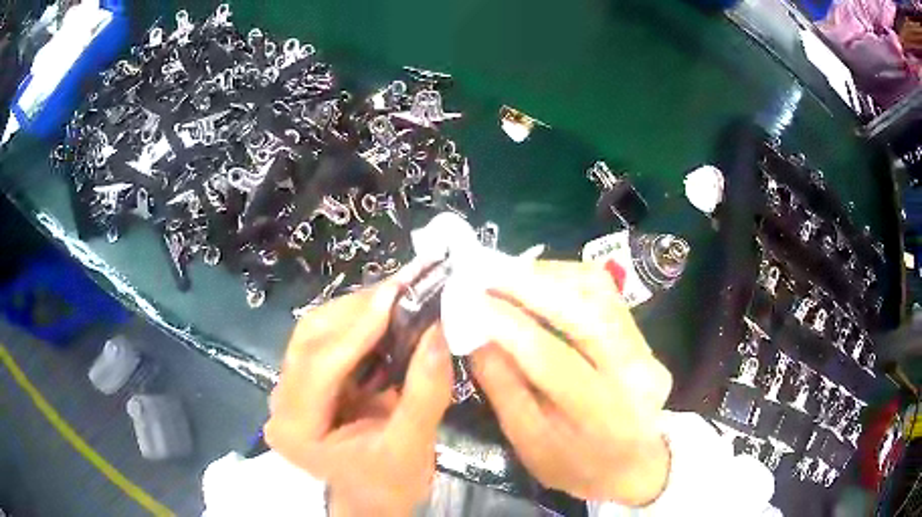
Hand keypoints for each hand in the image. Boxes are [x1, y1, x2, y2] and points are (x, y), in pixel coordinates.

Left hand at [264, 278, 453, 516]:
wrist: (374, 496)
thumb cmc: (389, 483)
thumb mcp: (412, 448)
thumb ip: (425, 393)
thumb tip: (439, 332)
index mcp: (296, 430)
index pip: (320, 368)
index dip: (358, 328)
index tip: (397, 293)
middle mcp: (281, 403)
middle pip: (310, 340)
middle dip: (357, 310)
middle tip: (403, 287)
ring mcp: (288, 389)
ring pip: (314, 331)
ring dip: (356, 309)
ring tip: (398, 295)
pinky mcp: (304, 380)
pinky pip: (325, 338)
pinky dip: (356, 321)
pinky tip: (384, 312)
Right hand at [469, 261, 672, 505]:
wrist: (633, 464)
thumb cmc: (574, 465)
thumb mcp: (529, 441)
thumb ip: (502, 386)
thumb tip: (474, 332)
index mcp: (601, 414)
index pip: (551, 357)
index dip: (507, 324)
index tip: (468, 300)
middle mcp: (634, 372)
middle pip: (584, 308)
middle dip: (528, 284)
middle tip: (483, 273)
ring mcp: (645, 347)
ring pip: (597, 289)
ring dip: (546, 275)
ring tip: (504, 276)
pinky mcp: (643, 334)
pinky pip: (603, 291)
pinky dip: (564, 278)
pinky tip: (536, 282)